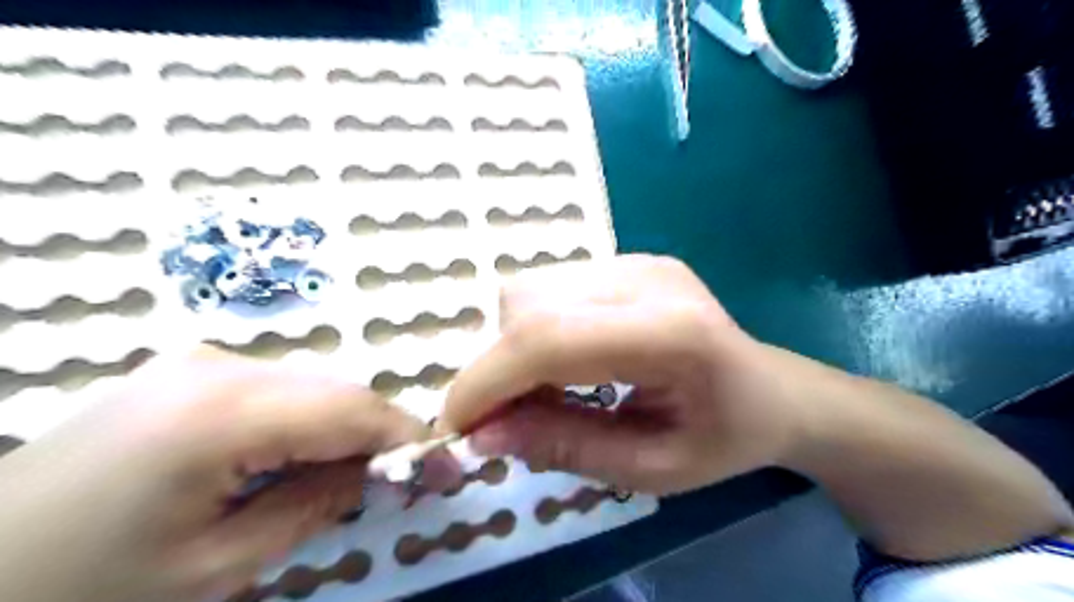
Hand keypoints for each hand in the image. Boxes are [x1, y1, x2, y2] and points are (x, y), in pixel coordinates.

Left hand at [0, 348, 441, 600]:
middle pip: (336, 391)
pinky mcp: (187, 370)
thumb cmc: (83, 587)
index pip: (352, 409)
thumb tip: (379, 472)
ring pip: (311, 386)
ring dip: (344, 427)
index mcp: (222, 411)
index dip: (410, 437)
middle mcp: (218, 364)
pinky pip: (277, 388)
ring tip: (355, 475)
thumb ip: (314, 504)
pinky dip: (307, 420)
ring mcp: (198, 360)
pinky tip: (298, 458)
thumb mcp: (216, 566)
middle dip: (381, 433)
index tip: (449, 470)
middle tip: (408, 478)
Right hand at [438, 253, 804, 494]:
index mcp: (670, 333)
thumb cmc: (724, 439)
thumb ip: (565, 447)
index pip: (548, 339)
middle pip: (529, 304)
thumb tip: (483, 434)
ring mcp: (636, 261)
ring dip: (515, 347)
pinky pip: (551, 289)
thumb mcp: (650, 470)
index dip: (488, 381)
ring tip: (542, 393)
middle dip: (498, 366)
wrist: (771, 389)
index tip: (458, 426)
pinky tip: (565, 363)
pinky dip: (536, 331)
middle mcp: (646, 278)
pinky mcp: (627, 260)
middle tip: (508, 418)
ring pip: (530, 291)